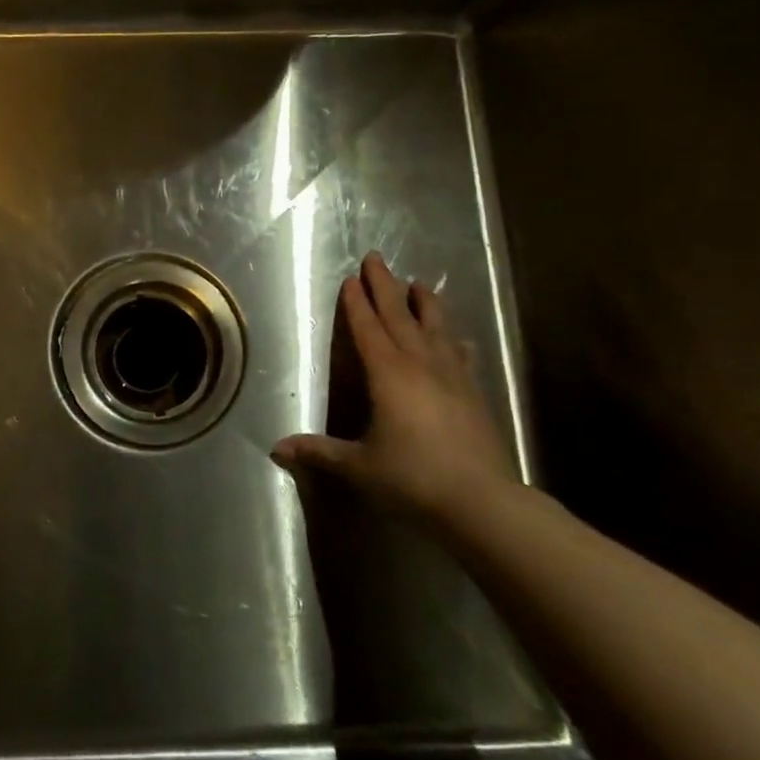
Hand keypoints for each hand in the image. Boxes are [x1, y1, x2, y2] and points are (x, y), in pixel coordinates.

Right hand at [272, 251, 517, 524]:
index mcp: (388, 374)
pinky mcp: (473, 392)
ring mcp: (452, 375)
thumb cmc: (413, 478)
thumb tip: (275, 449)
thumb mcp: (359, 466)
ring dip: (424, 303)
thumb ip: (319, 452)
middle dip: (385, 286)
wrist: (483, 502)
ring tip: (418, 283)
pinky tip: (457, 338)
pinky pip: (461, 355)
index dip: (357, 303)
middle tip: (376, 258)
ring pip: (435, 327)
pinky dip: (454, 340)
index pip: (368, 328)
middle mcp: (420, 364)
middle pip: (399, 315)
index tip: (350, 278)